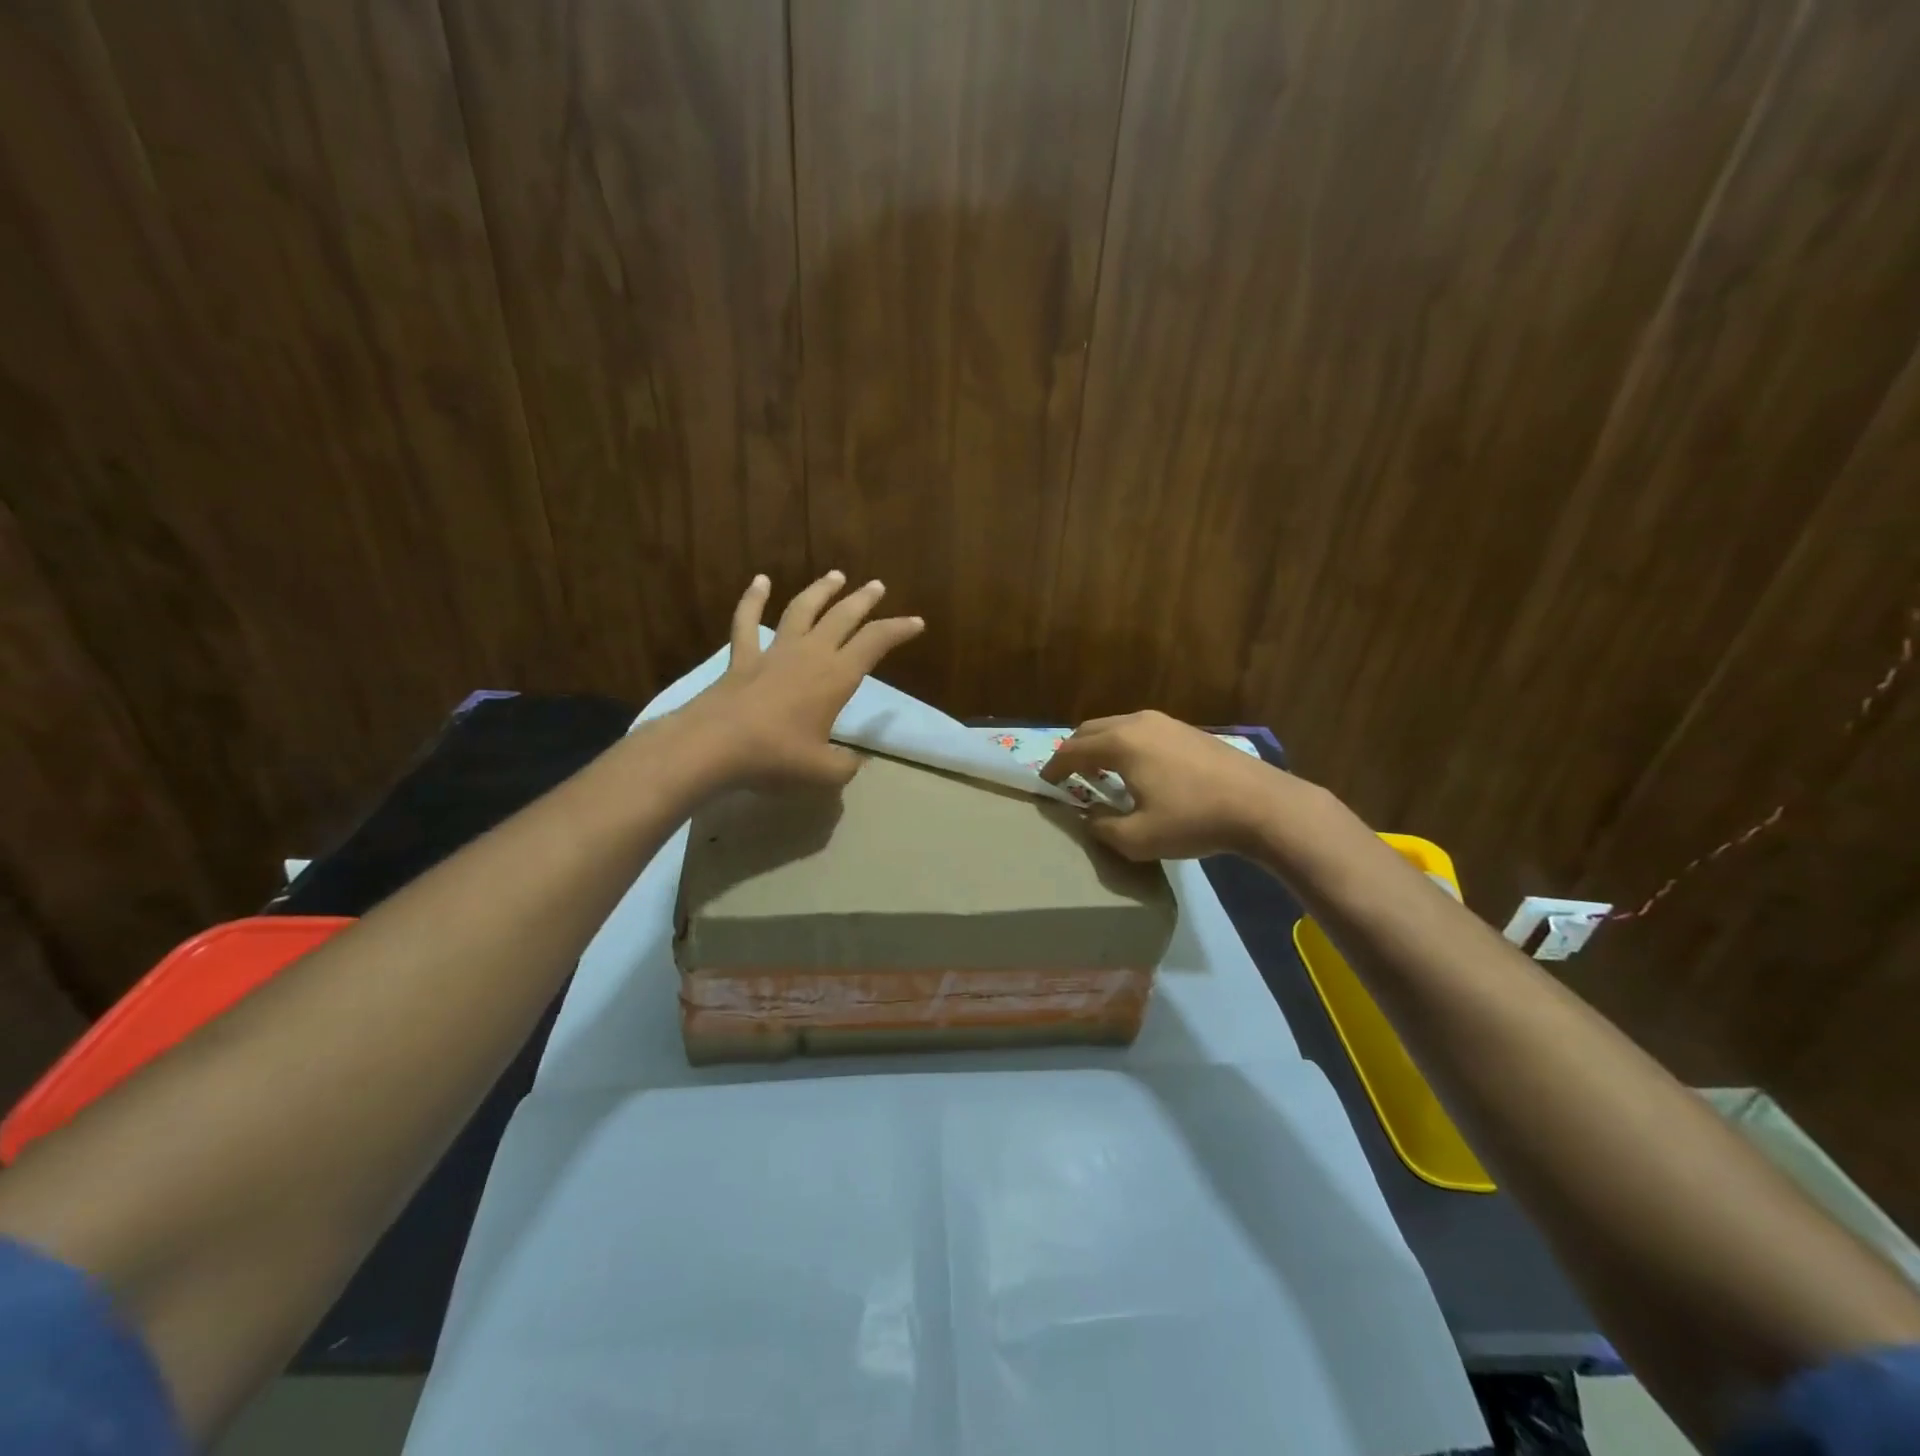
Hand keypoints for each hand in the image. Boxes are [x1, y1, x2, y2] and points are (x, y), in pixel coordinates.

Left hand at [687, 570, 923, 788]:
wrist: (714, 746)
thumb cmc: (775, 757)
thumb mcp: (823, 773)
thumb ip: (845, 766)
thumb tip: (855, 761)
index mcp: (836, 677)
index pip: (875, 643)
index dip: (898, 630)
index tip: (916, 623)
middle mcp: (810, 655)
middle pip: (842, 617)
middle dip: (863, 600)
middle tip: (877, 586)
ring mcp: (774, 652)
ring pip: (801, 610)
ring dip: (821, 591)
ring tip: (836, 576)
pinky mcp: (742, 658)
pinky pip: (747, 621)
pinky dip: (753, 599)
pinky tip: (760, 581)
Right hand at [1040, 710, 1284, 859]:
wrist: (1262, 805)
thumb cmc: (1194, 820)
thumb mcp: (1138, 838)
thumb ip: (1102, 828)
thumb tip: (1090, 816)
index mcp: (1120, 743)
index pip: (1072, 750)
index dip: (1054, 768)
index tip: (1045, 783)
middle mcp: (1138, 722)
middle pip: (1091, 729)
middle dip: (1074, 751)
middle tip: (1068, 776)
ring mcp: (1165, 722)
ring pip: (1117, 726)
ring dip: (1100, 746)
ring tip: (1100, 773)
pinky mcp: (1186, 729)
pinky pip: (1140, 730)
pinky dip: (1124, 745)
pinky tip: (1137, 769)